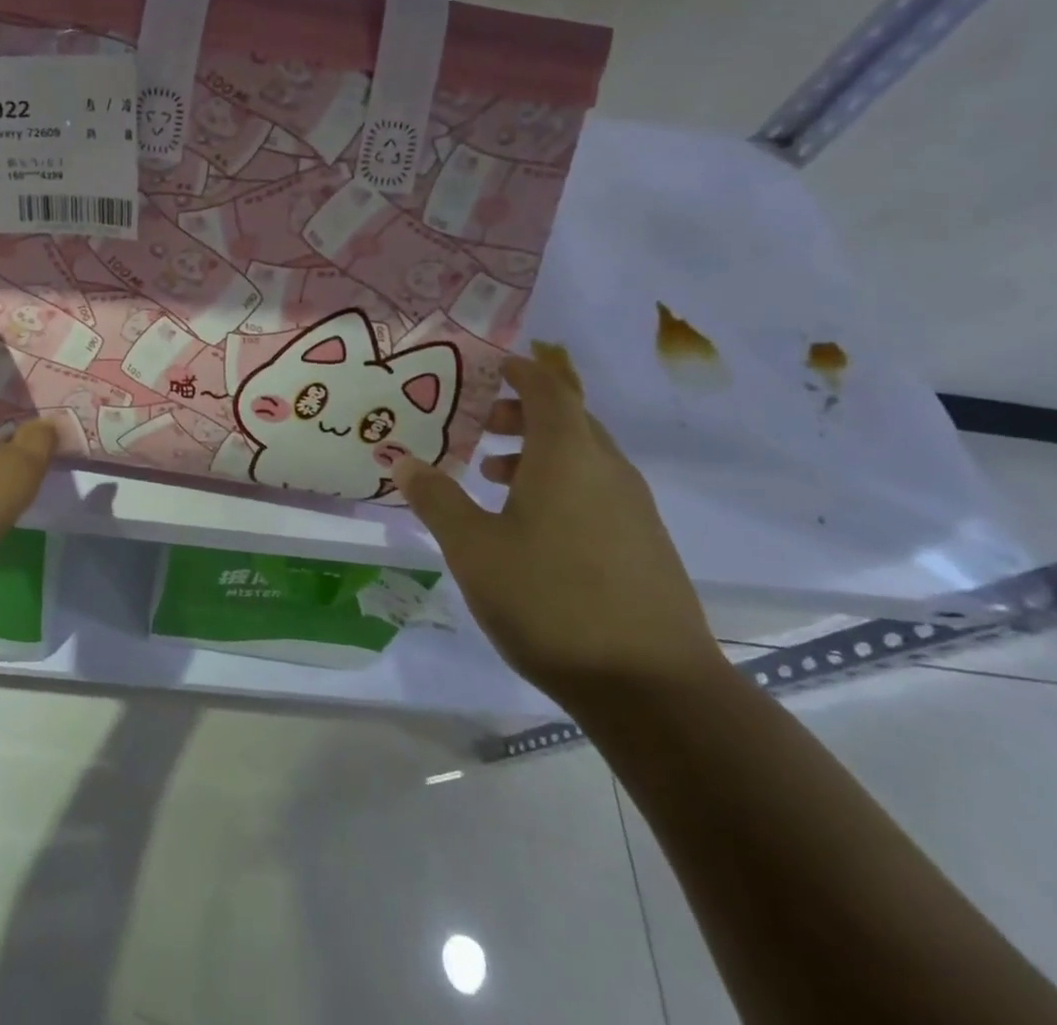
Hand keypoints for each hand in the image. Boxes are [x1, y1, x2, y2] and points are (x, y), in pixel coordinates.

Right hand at [393, 353, 724, 707]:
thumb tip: (402, 461)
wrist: (654, 688)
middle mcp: (607, 469)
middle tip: (479, 425)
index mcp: (567, 455)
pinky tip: (530, 527)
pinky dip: (560, 483)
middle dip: (521, 413)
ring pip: (583, 456)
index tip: (489, 368)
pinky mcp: (645, 544)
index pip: (548, 388)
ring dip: (538, 452)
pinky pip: (597, 489)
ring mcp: (634, 508)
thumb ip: (436, 500)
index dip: (519, 371)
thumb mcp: (473, 549)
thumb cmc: (550, 601)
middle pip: (567, 418)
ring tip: (492, 476)